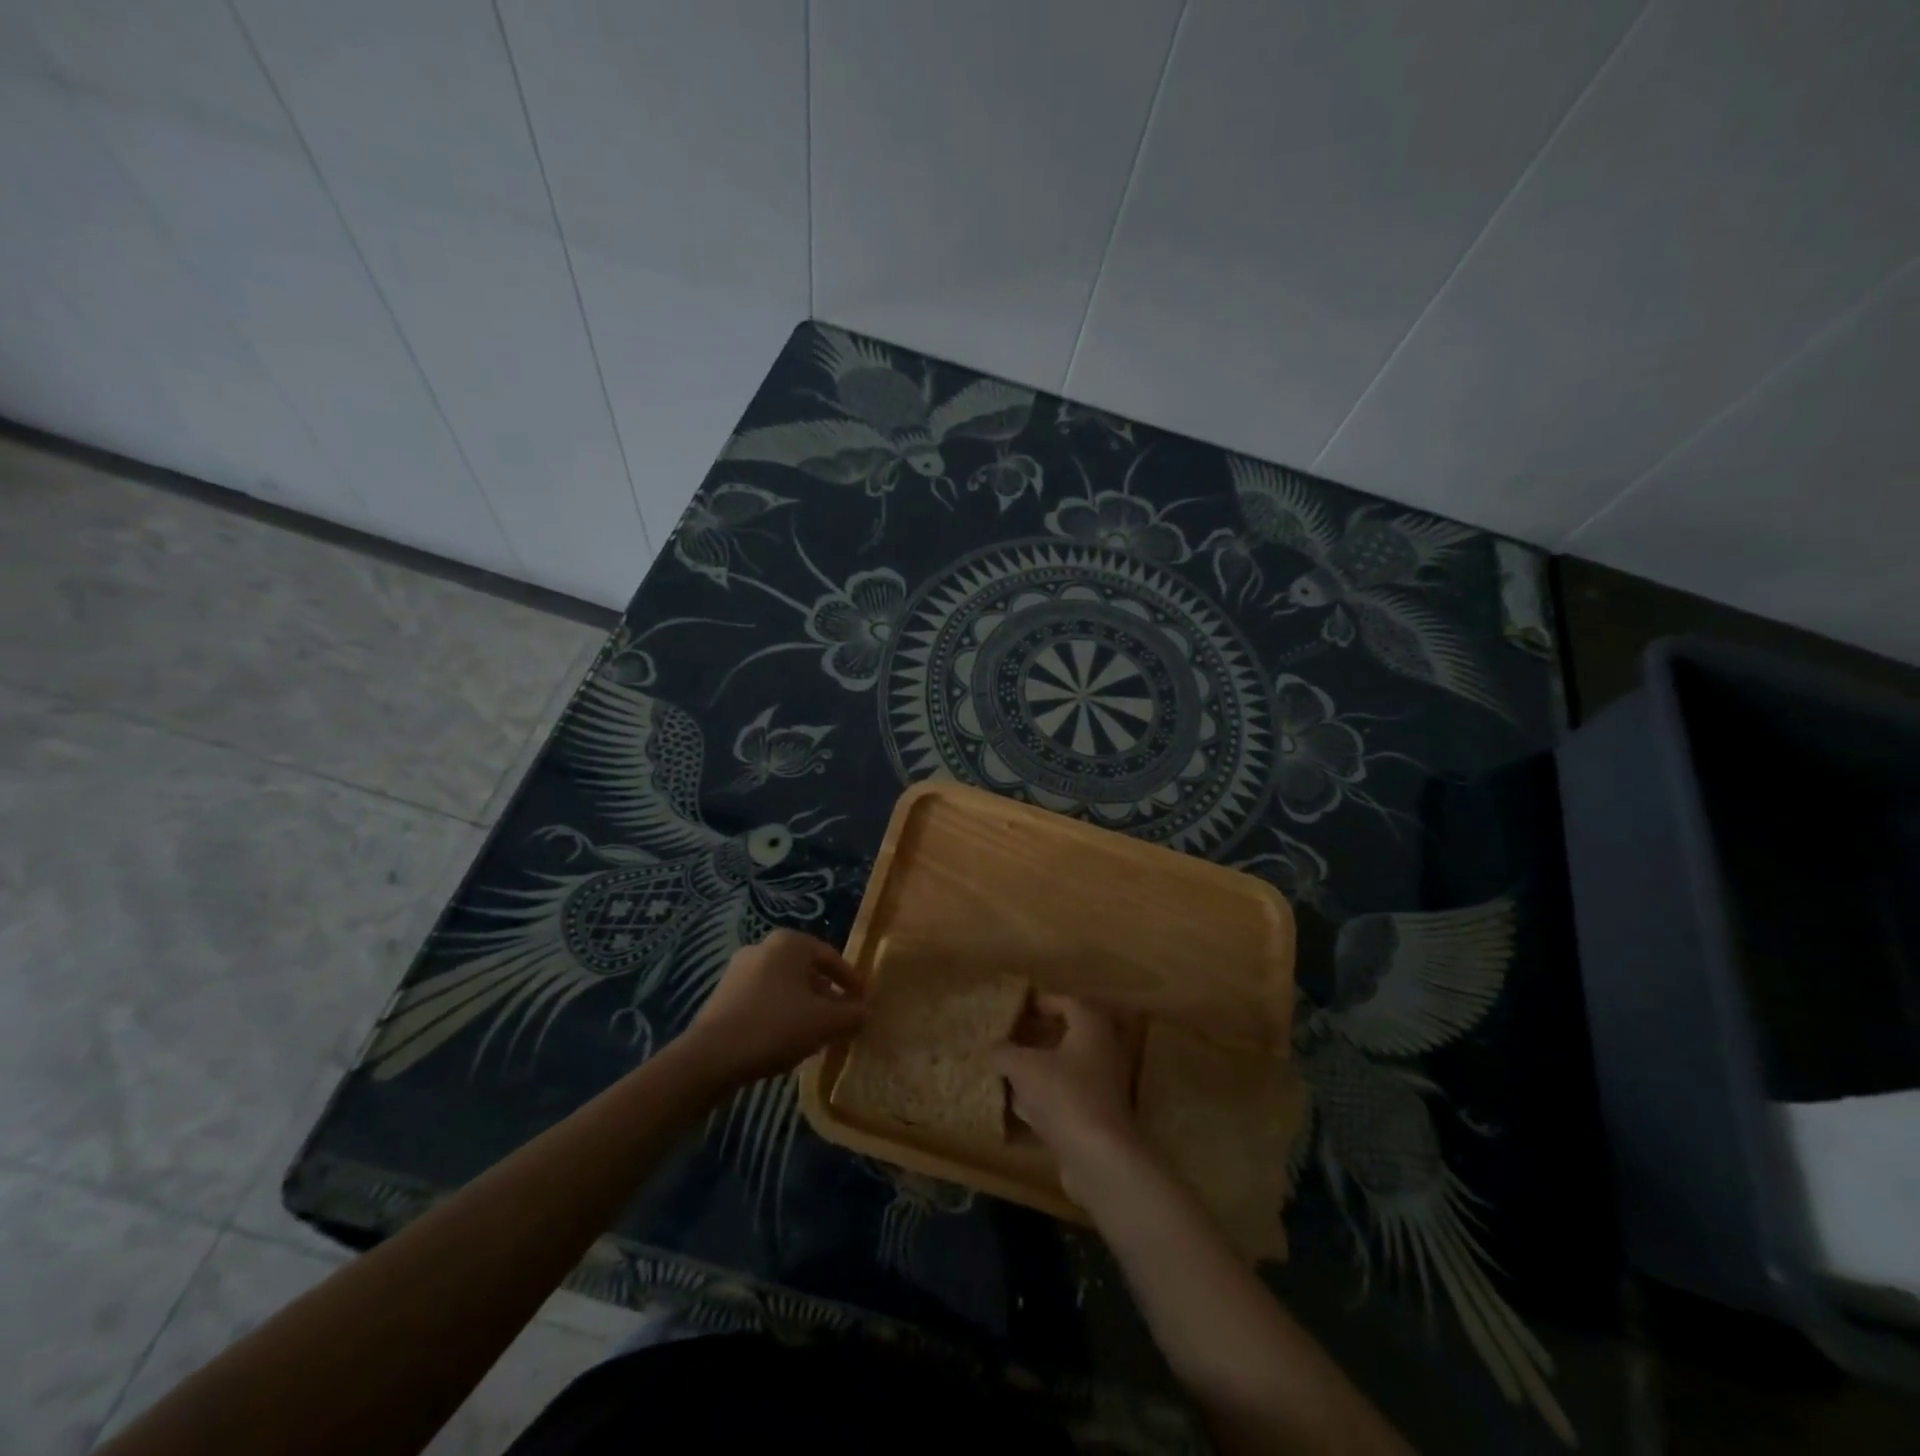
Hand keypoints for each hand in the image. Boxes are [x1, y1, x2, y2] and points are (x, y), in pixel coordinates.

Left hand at [682, 929, 865, 1084]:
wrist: (710, 1057)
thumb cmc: (775, 1026)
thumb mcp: (825, 1022)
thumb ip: (852, 1015)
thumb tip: (866, 1012)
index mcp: (789, 943)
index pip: (831, 957)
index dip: (851, 980)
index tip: (863, 1001)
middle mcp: (763, 947)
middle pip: (807, 970)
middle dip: (827, 994)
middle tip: (842, 1018)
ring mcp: (739, 970)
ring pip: (785, 986)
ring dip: (804, 1006)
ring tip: (817, 1033)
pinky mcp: (724, 995)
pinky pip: (764, 999)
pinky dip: (781, 1013)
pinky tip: (787, 1039)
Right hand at [993, 995, 1140, 1183]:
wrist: (1098, 1156)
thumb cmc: (1063, 1094)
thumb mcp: (1023, 1067)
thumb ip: (1005, 1052)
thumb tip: (995, 1047)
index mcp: (1091, 1027)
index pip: (1068, 1003)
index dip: (1043, 1003)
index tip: (1020, 1008)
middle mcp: (1104, 1051)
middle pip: (1070, 1035)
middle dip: (1041, 1035)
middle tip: (1014, 1036)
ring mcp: (1105, 1086)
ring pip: (1069, 1067)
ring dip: (1043, 1066)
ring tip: (1012, 1069)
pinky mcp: (1099, 1116)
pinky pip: (1070, 1095)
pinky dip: (1048, 1095)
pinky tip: (1023, 1106)